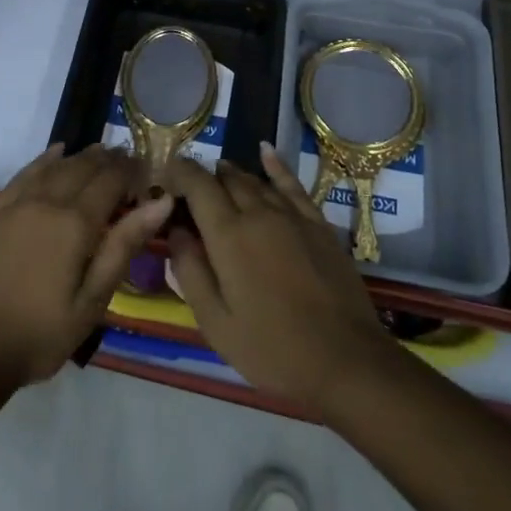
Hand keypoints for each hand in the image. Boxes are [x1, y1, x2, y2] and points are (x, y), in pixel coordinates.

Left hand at [0, 144, 173, 387]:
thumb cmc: (41, 334)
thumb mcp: (93, 300)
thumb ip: (124, 245)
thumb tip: (160, 202)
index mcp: (75, 223)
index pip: (111, 181)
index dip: (132, 170)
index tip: (147, 168)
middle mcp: (47, 202)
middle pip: (83, 167)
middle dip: (109, 160)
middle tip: (127, 159)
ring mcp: (16, 204)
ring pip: (55, 166)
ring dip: (80, 157)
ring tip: (99, 153)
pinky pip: (24, 174)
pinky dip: (44, 160)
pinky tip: (55, 153)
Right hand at [160, 147, 398, 412]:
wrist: (345, 359)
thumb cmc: (273, 349)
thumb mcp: (216, 323)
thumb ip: (190, 272)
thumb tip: (175, 231)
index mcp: (228, 235)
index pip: (198, 185)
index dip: (178, 173)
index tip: (164, 174)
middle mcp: (258, 213)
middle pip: (226, 179)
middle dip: (203, 177)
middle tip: (189, 189)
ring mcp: (292, 215)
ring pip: (255, 181)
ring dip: (233, 175)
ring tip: (218, 174)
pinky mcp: (318, 224)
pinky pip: (292, 185)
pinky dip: (276, 166)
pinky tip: (265, 152)